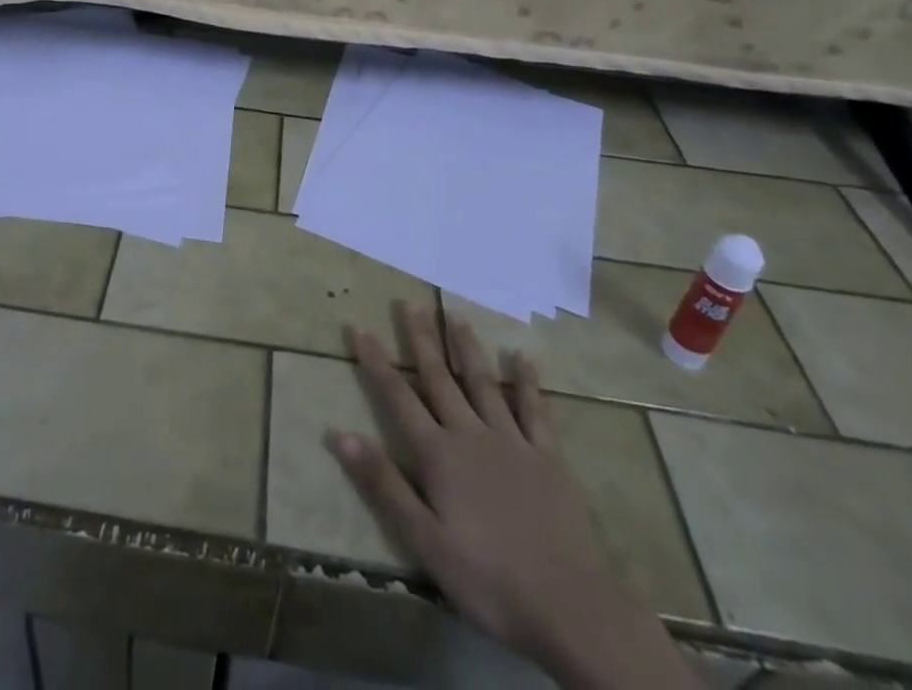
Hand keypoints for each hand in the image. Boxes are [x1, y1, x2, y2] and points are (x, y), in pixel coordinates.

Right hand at [329, 307, 648, 674]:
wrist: (571, 607)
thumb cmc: (489, 580)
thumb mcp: (425, 541)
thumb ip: (384, 484)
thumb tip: (340, 434)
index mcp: (439, 455)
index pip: (398, 397)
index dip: (376, 361)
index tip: (359, 327)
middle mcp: (472, 434)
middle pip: (440, 378)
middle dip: (422, 340)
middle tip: (410, 303)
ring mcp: (513, 442)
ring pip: (484, 382)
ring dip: (467, 347)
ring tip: (455, 314)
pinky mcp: (549, 457)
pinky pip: (535, 410)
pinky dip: (528, 382)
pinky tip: (523, 357)